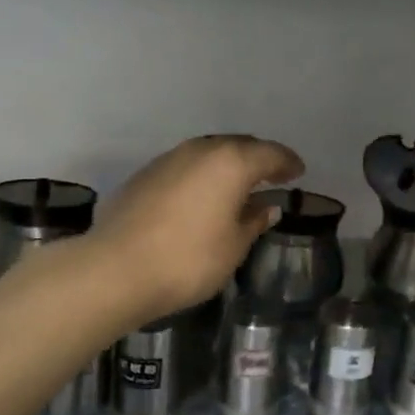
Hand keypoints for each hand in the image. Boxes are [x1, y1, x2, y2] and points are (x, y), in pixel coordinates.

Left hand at [92, 135, 304, 321]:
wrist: (115, 268)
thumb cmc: (188, 259)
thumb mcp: (233, 246)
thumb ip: (253, 221)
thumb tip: (267, 207)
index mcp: (230, 162)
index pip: (269, 154)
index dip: (287, 162)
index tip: (298, 172)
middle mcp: (200, 150)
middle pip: (238, 145)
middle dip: (258, 158)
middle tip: (272, 175)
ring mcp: (168, 159)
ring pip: (208, 152)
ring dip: (227, 165)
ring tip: (238, 186)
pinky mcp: (144, 174)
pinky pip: (185, 166)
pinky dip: (201, 175)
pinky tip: (202, 196)